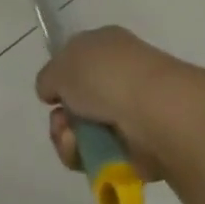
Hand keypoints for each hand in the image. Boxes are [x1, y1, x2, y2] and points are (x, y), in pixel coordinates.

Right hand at [35, 25, 204, 182]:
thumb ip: (49, 77)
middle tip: (62, 124)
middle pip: (77, 103)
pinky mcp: (140, 147)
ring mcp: (132, 112)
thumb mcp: (61, 65)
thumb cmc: (106, 76)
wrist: (155, 112)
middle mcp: (121, 75)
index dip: (60, 79)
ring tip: (73, 142)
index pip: (77, 61)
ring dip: (70, 141)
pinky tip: (90, 156)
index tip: (52, 94)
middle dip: (61, 118)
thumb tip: (52, 91)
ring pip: (85, 132)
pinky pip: (102, 156)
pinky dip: (90, 158)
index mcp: (107, 45)